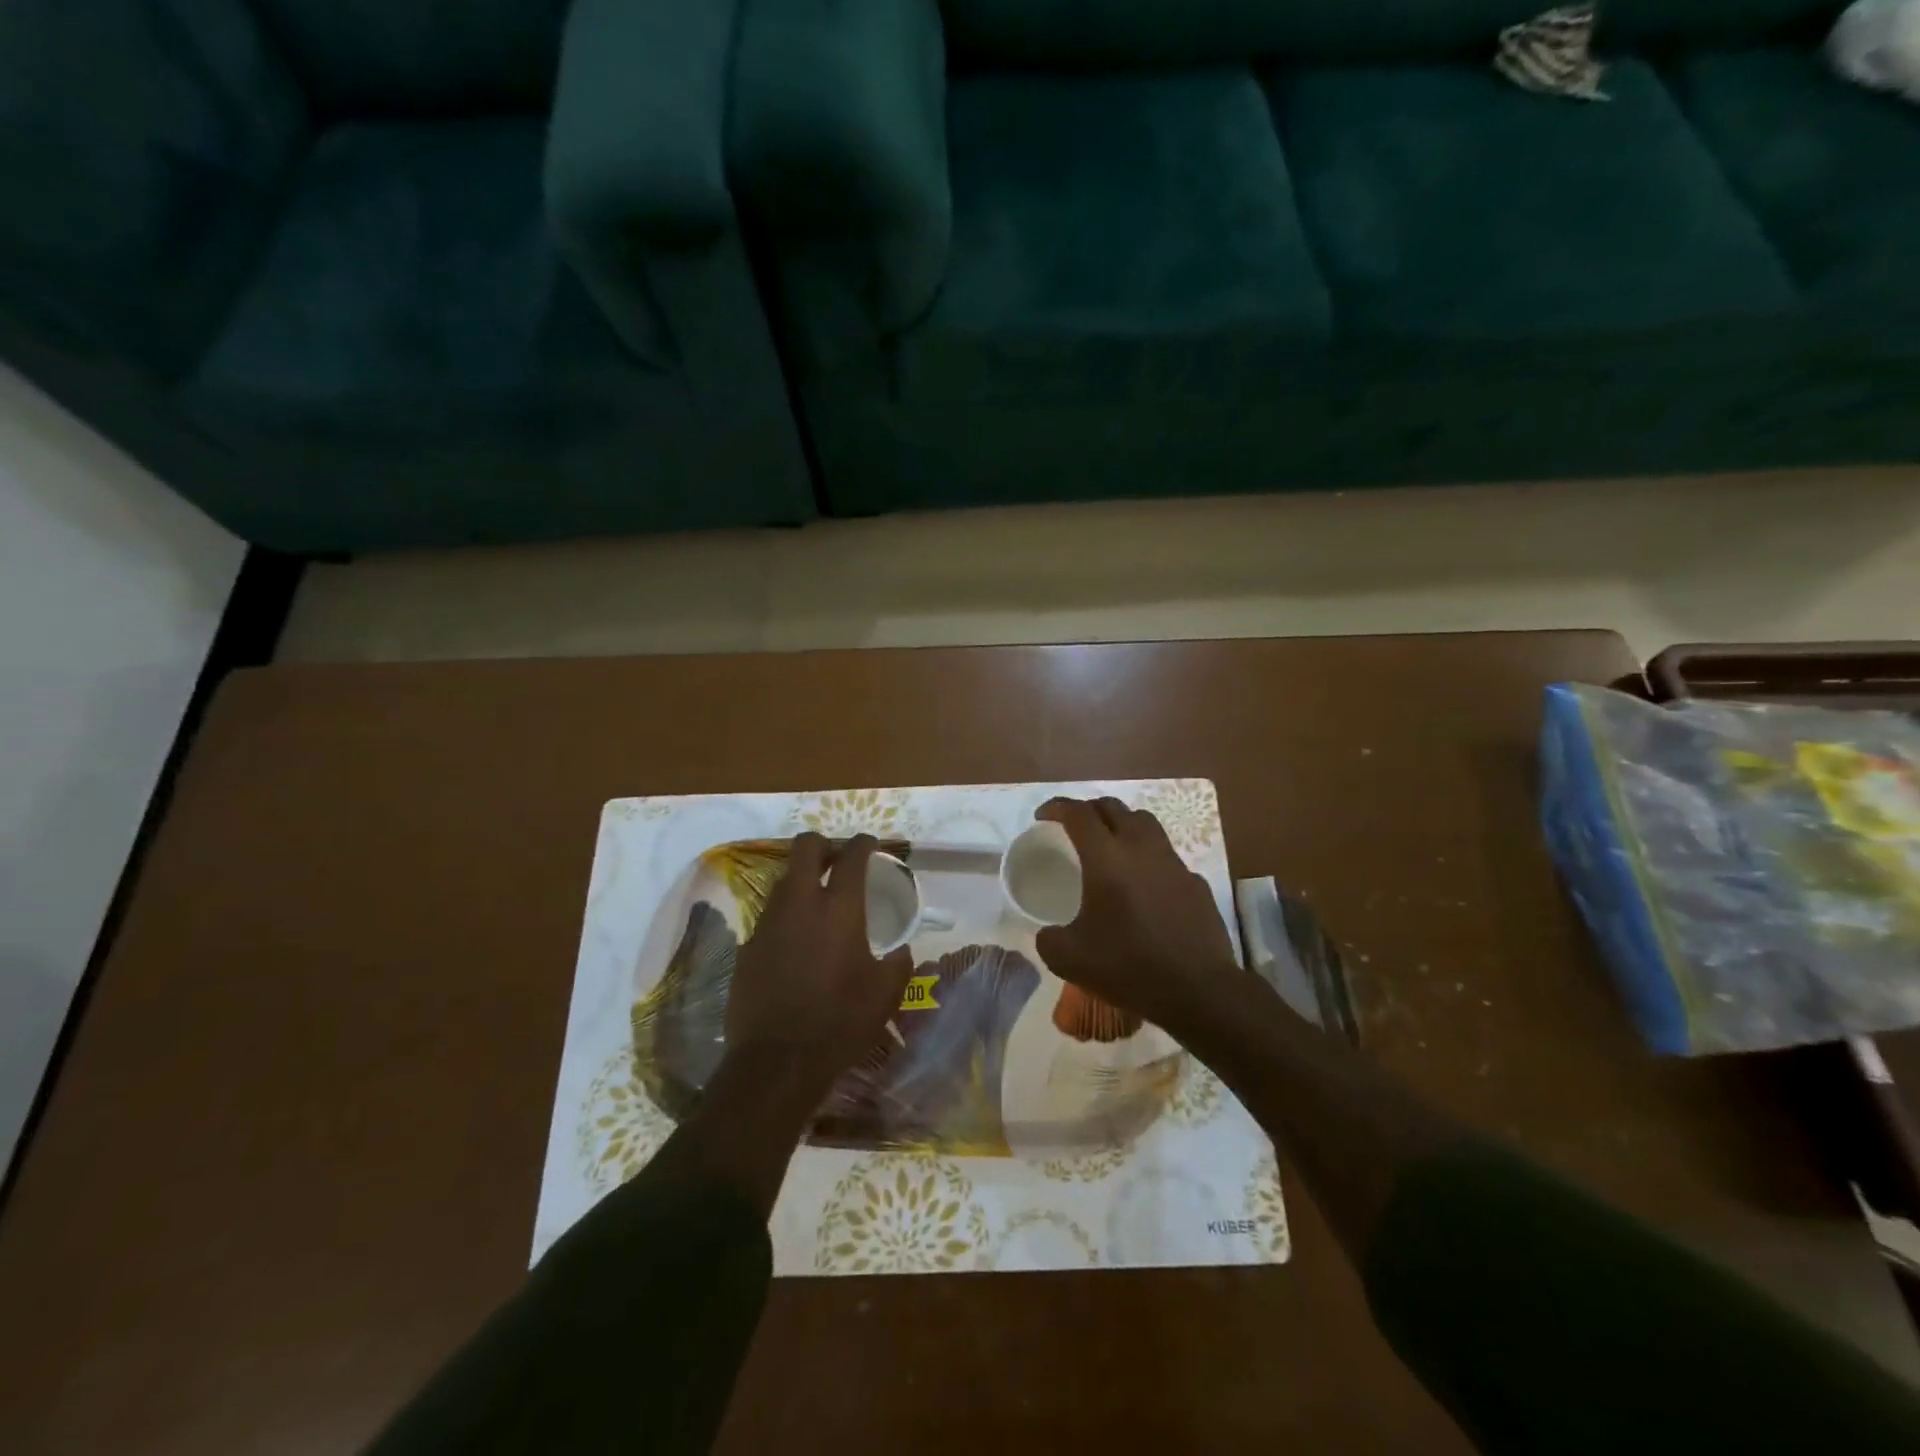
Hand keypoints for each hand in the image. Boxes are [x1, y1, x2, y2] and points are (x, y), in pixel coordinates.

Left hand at [721, 833, 913, 1115]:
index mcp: (839, 909)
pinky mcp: (748, 946)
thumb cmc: (840, 1023)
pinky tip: (797, 941)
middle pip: (805, 847)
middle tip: (837, 861)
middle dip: (822, 845)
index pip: (851, 855)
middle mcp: (800, 904)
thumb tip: (900, 950)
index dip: (862, 843)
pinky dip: (786, 915)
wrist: (777, 1062)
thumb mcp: (885, 995)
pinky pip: (770, 915)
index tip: (869, 845)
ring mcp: (768, 922)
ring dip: (803, 880)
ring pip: (784, 880)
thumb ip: (898, 963)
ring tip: (818, 901)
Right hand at [1034, 797, 1240, 1040]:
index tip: (1043, 816)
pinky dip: (1148, 858)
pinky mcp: (1195, 882)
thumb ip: (1049, 939)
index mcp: (1106, 859)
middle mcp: (1141, 849)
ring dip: (1122, 825)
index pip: (1079, 814)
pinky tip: (1144, 887)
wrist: (1198, 991)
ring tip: (1110, 847)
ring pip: (1145, 823)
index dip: (1057, 807)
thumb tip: (1047, 932)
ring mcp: (1173, 863)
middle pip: (1113, 808)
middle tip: (1074, 828)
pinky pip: (1166, 856)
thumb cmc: (1129, 967)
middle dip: (1089, 810)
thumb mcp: (1069, 959)